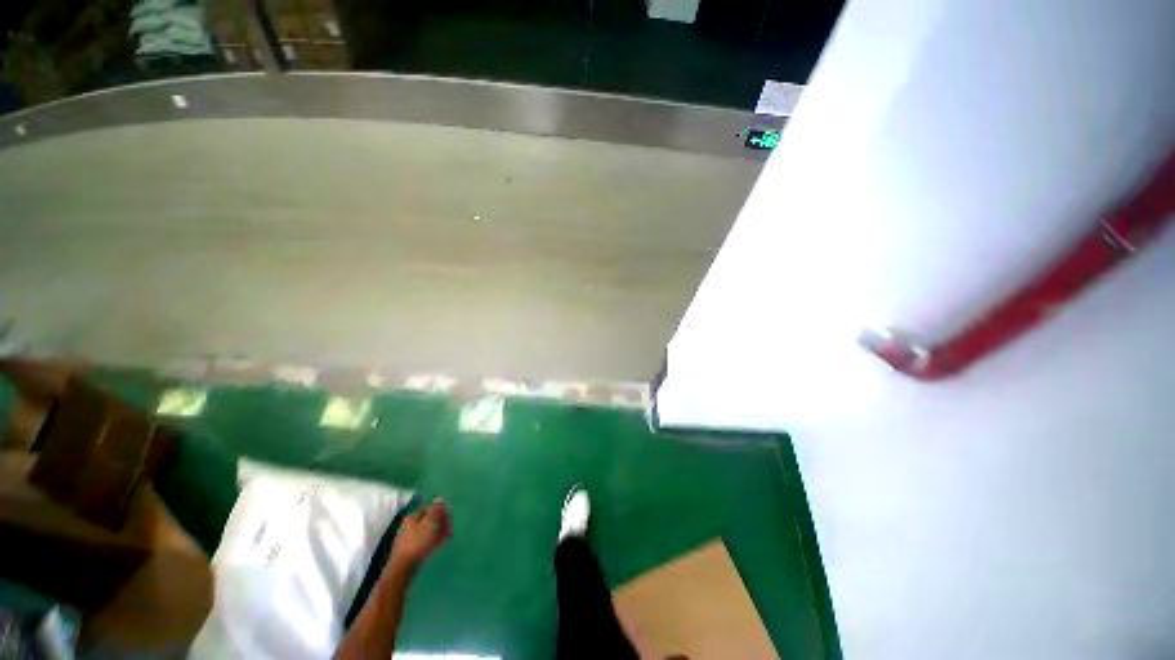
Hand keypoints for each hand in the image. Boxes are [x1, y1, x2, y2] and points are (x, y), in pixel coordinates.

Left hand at [390, 499, 451, 570]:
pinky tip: (440, 545)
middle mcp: (409, 525)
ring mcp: (409, 538)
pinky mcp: (410, 550)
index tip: (450, 518)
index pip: (429, 509)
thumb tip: (439, 499)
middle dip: (441, 523)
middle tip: (450, 528)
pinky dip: (433, 541)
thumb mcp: (430, 523)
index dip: (441, 512)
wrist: (403, 567)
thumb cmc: (418, 542)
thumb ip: (436, 510)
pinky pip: (424, 541)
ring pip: (427, 531)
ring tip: (447, 537)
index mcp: (412, 517)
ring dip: (439, 532)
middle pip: (428, 520)